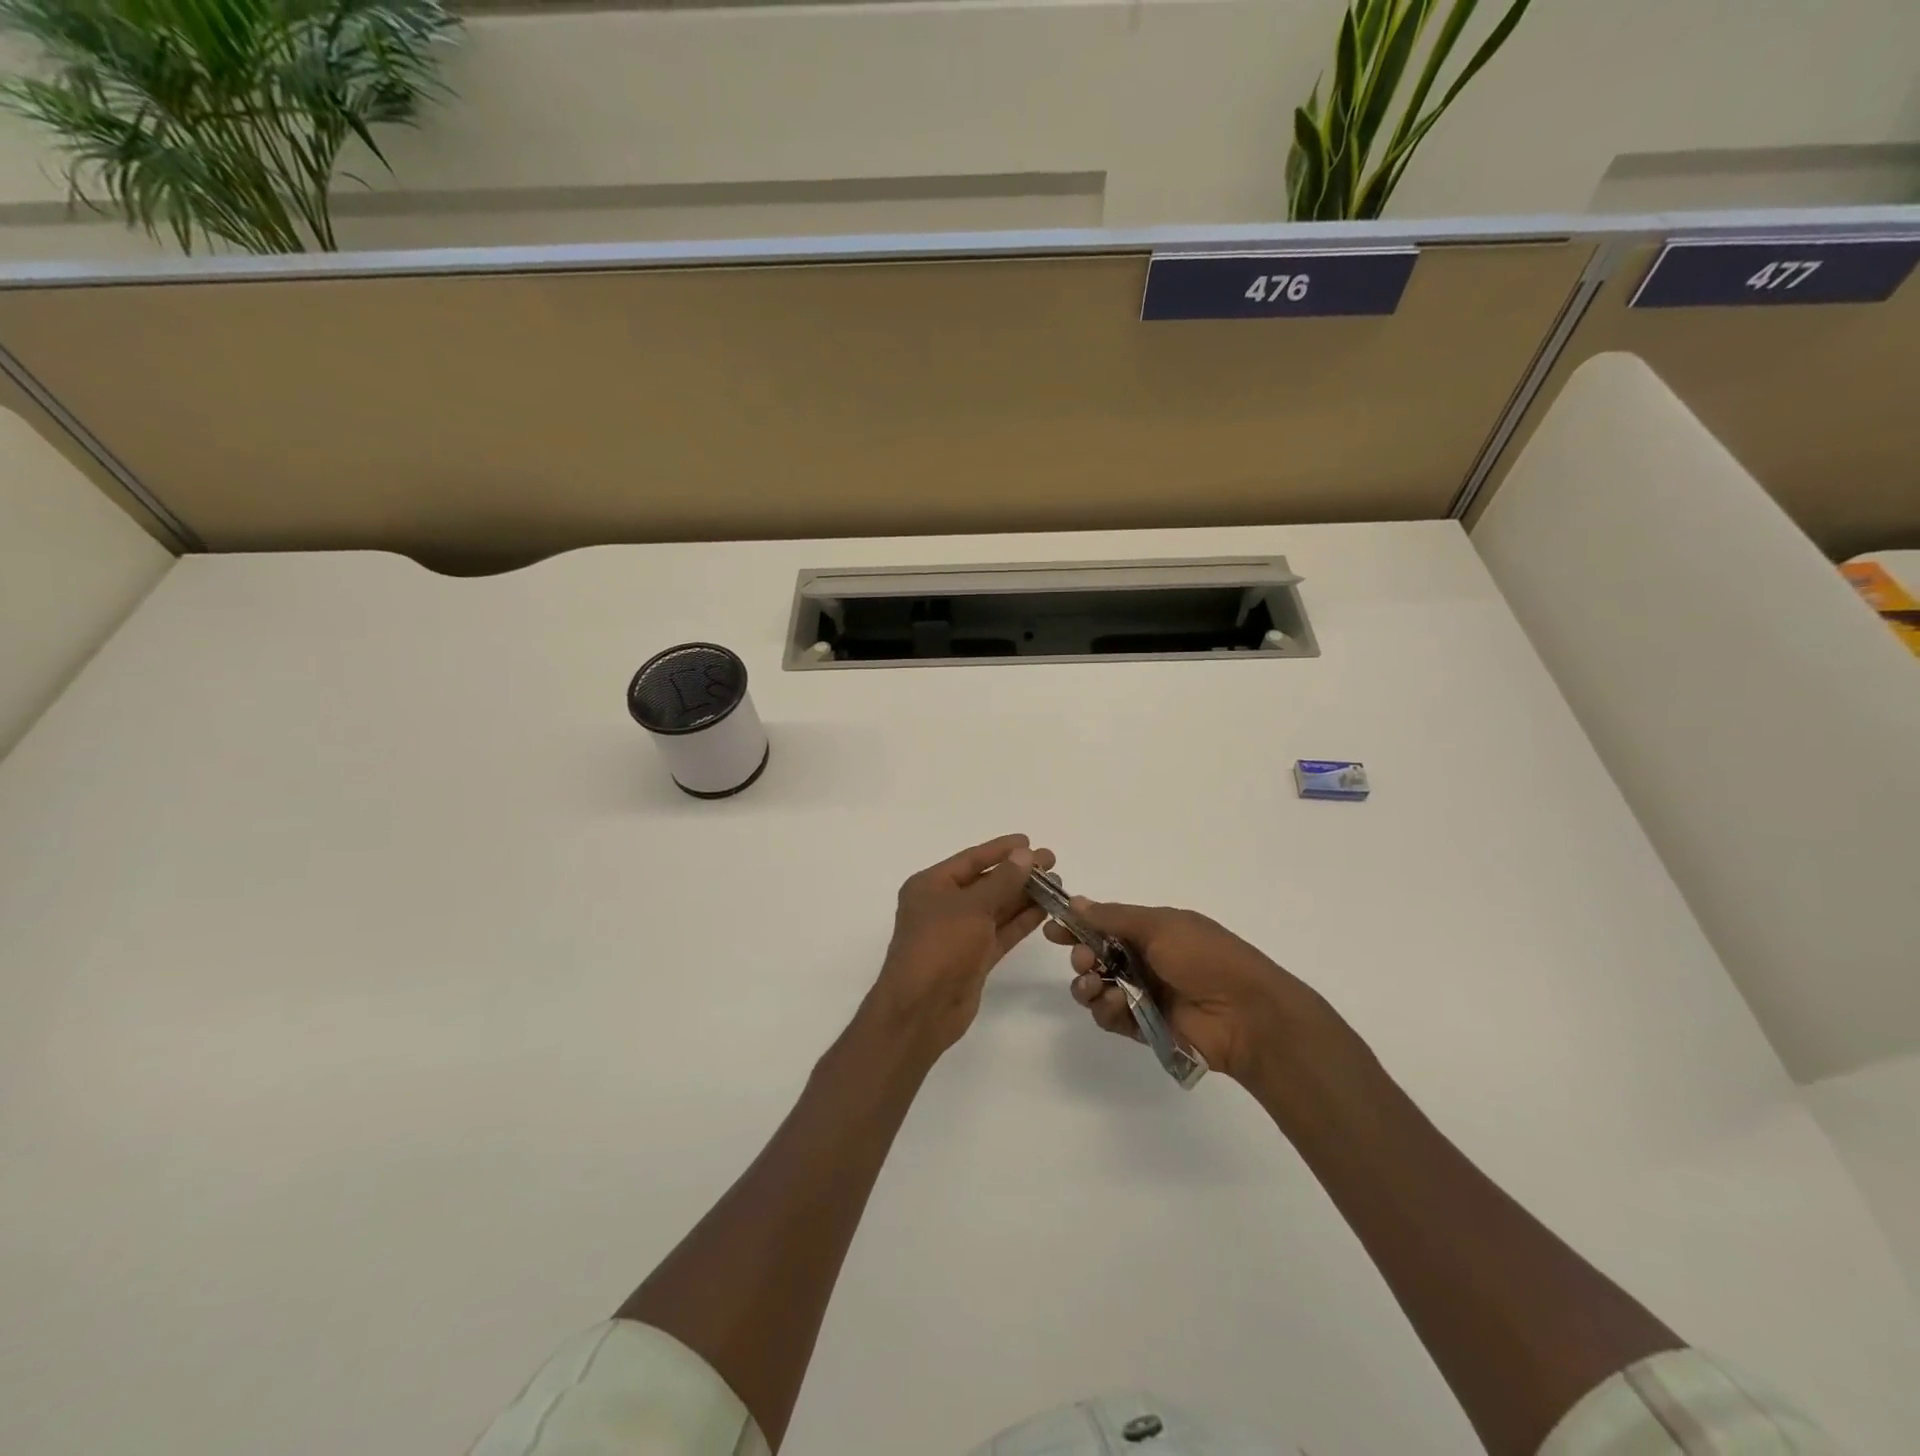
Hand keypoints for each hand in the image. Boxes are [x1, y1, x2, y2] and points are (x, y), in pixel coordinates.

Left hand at [867, 834, 1056, 1056]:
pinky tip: (1045, 910)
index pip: (971, 859)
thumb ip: (1002, 881)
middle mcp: (943, 905)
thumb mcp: (971, 907)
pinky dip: (1021, 921)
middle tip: (1052, 863)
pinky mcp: (974, 957)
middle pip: (986, 882)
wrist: (921, 1010)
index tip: (1029, 841)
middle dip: (1018, 873)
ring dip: (1024, 896)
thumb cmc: (940, 947)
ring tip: (1057, 885)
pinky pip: (1000, 932)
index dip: (1001, 850)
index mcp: (931, 885)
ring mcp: (959, 933)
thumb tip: (1025, 855)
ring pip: (996, 908)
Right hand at [1044, 900, 1340, 1087]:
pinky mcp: (1144, 1026)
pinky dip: (1105, 1010)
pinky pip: (1111, 1017)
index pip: (1104, 924)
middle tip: (1085, 959)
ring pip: (1097, 988)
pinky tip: (1112, 1004)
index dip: (1078, 926)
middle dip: (1082, 956)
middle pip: (1095, 956)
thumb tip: (1077, 901)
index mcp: (1153, 930)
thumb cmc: (1206, 957)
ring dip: (1087, 985)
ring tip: (1094, 985)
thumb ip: (1114, 917)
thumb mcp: (1161, 925)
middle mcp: (1145, 960)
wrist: (1247, 1013)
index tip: (1053, 929)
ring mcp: (1144, 994)